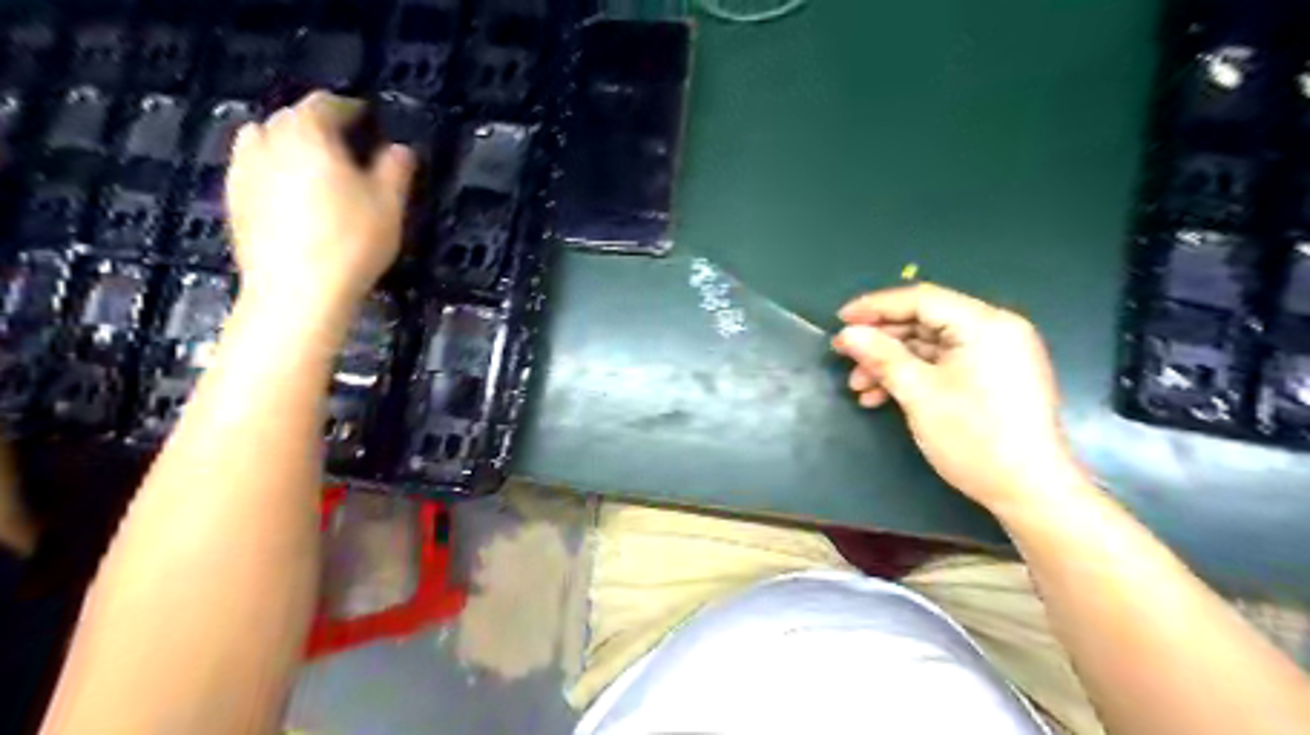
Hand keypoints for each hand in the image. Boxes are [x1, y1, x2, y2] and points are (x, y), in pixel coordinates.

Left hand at [220, 89, 412, 315]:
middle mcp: (268, 142)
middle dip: (316, 123)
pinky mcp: (233, 201)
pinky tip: (288, 192)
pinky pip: (251, 169)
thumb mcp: (389, 205)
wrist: (296, 292)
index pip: (325, 104)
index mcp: (308, 135)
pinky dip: (270, 169)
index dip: (348, 107)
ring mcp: (244, 171)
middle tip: (344, 141)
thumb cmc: (351, 242)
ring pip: (262, 139)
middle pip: (289, 117)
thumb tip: (401, 149)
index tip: (367, 116)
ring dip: (287, 142)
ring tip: (311, 162)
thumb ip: (395, 169)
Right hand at [838, 284, 1085, 513]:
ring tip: (859, 387)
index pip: (921, 299)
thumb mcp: (919, 394)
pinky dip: (913, 376)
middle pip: (925, 321)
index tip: (840, 320)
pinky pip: (944, 364)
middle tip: (844, 356)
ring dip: (891, 363)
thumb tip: (847, 334)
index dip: (876, 307)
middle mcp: (994, 330)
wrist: (1030, 492)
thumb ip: (881, 356)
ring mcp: (995, 355)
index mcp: (984, 324)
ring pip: (930, 346)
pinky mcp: (992, 378)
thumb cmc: (975, 437)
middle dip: (881, 341)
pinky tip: (882, 397)